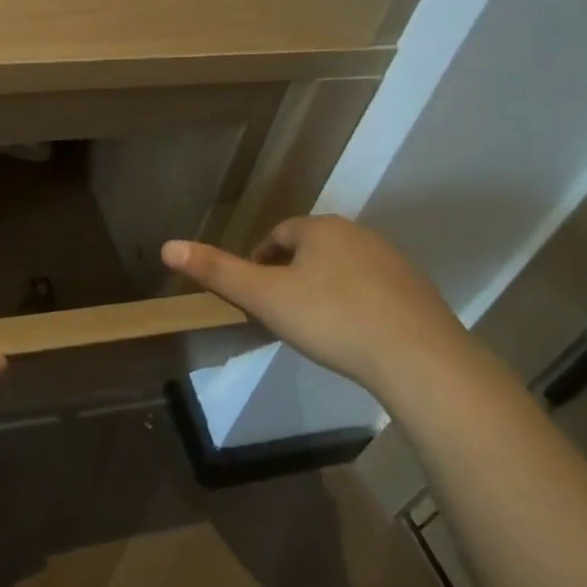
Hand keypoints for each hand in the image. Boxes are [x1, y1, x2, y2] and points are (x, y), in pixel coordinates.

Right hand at [162, 216, 470, 397]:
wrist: (418, 357)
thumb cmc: (331, 319)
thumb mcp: (264, 297)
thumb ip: (217, 271)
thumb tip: (168, 246)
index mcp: (319, 229)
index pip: (278, 235)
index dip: (259, 261)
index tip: (252, 294)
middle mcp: (358, 234)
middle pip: (310, 248)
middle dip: (290, 273)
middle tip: (277, 311)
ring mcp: (392, 261)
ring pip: (342, 268)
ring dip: (322, 287)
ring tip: (312, 325)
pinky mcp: (416, 291)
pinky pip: (372, 289)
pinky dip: (355, 304)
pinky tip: (353, 334)